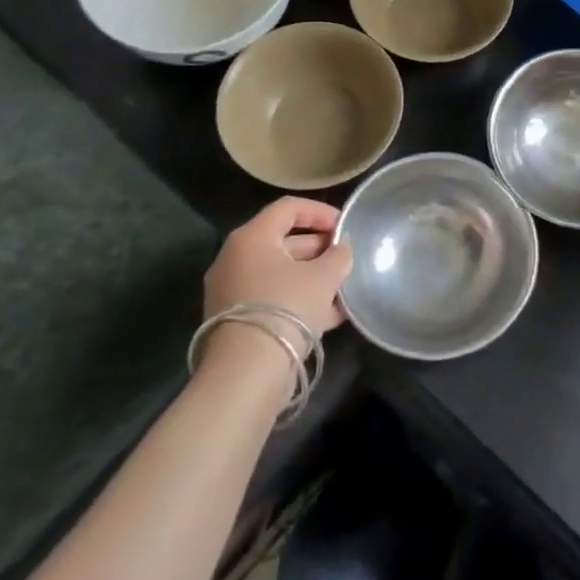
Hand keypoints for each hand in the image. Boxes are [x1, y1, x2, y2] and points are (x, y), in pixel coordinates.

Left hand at [202, 197, 353, 336]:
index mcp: (252, 238)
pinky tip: (330, 315)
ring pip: (280, 274)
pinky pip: (273, 298)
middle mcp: (236, 259)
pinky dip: (299, 300)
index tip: (345, 226)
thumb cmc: (286, 307)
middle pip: (284, 241)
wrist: (247, 372)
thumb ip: (339, 256)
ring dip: (313, 277)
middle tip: (346, 259)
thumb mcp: (324, 277)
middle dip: (320, 249)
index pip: (288, 208)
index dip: (320, 212)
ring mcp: (232, 291)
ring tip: (344, 289)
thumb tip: (342, 249)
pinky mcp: (236, 320)